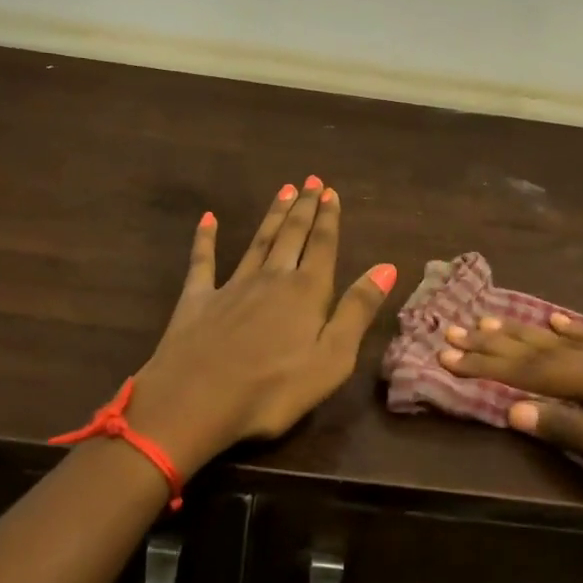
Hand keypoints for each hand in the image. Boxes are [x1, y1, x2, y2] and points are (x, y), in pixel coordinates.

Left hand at [124, 178, 397, 474]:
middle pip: (291, 235)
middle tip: (311, 181)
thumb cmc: (273, 389)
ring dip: (272, 216)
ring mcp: (231, 286)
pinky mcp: (197, 299)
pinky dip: (205, 238)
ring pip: (257, 241)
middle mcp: (271, 278)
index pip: (322, 246)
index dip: (329, 218)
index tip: (331, 192)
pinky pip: (203, 261)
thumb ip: (357, 310)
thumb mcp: (332, 358)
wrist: (195, 401)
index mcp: (306, 292)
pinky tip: (208, 219)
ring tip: (283, 191)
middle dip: (304, 207)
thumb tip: (387, 267)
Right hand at [438, 313, 582, 537]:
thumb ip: (577, 430)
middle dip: (495, 343)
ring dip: (523, 331)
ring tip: (487, 320)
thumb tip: (516, 410)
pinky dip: (570, 328)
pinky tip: (556, 318)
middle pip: (542, 348)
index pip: (533, 370)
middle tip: (452, 332)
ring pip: (565, 338)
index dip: (488, 364)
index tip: (446, 355)